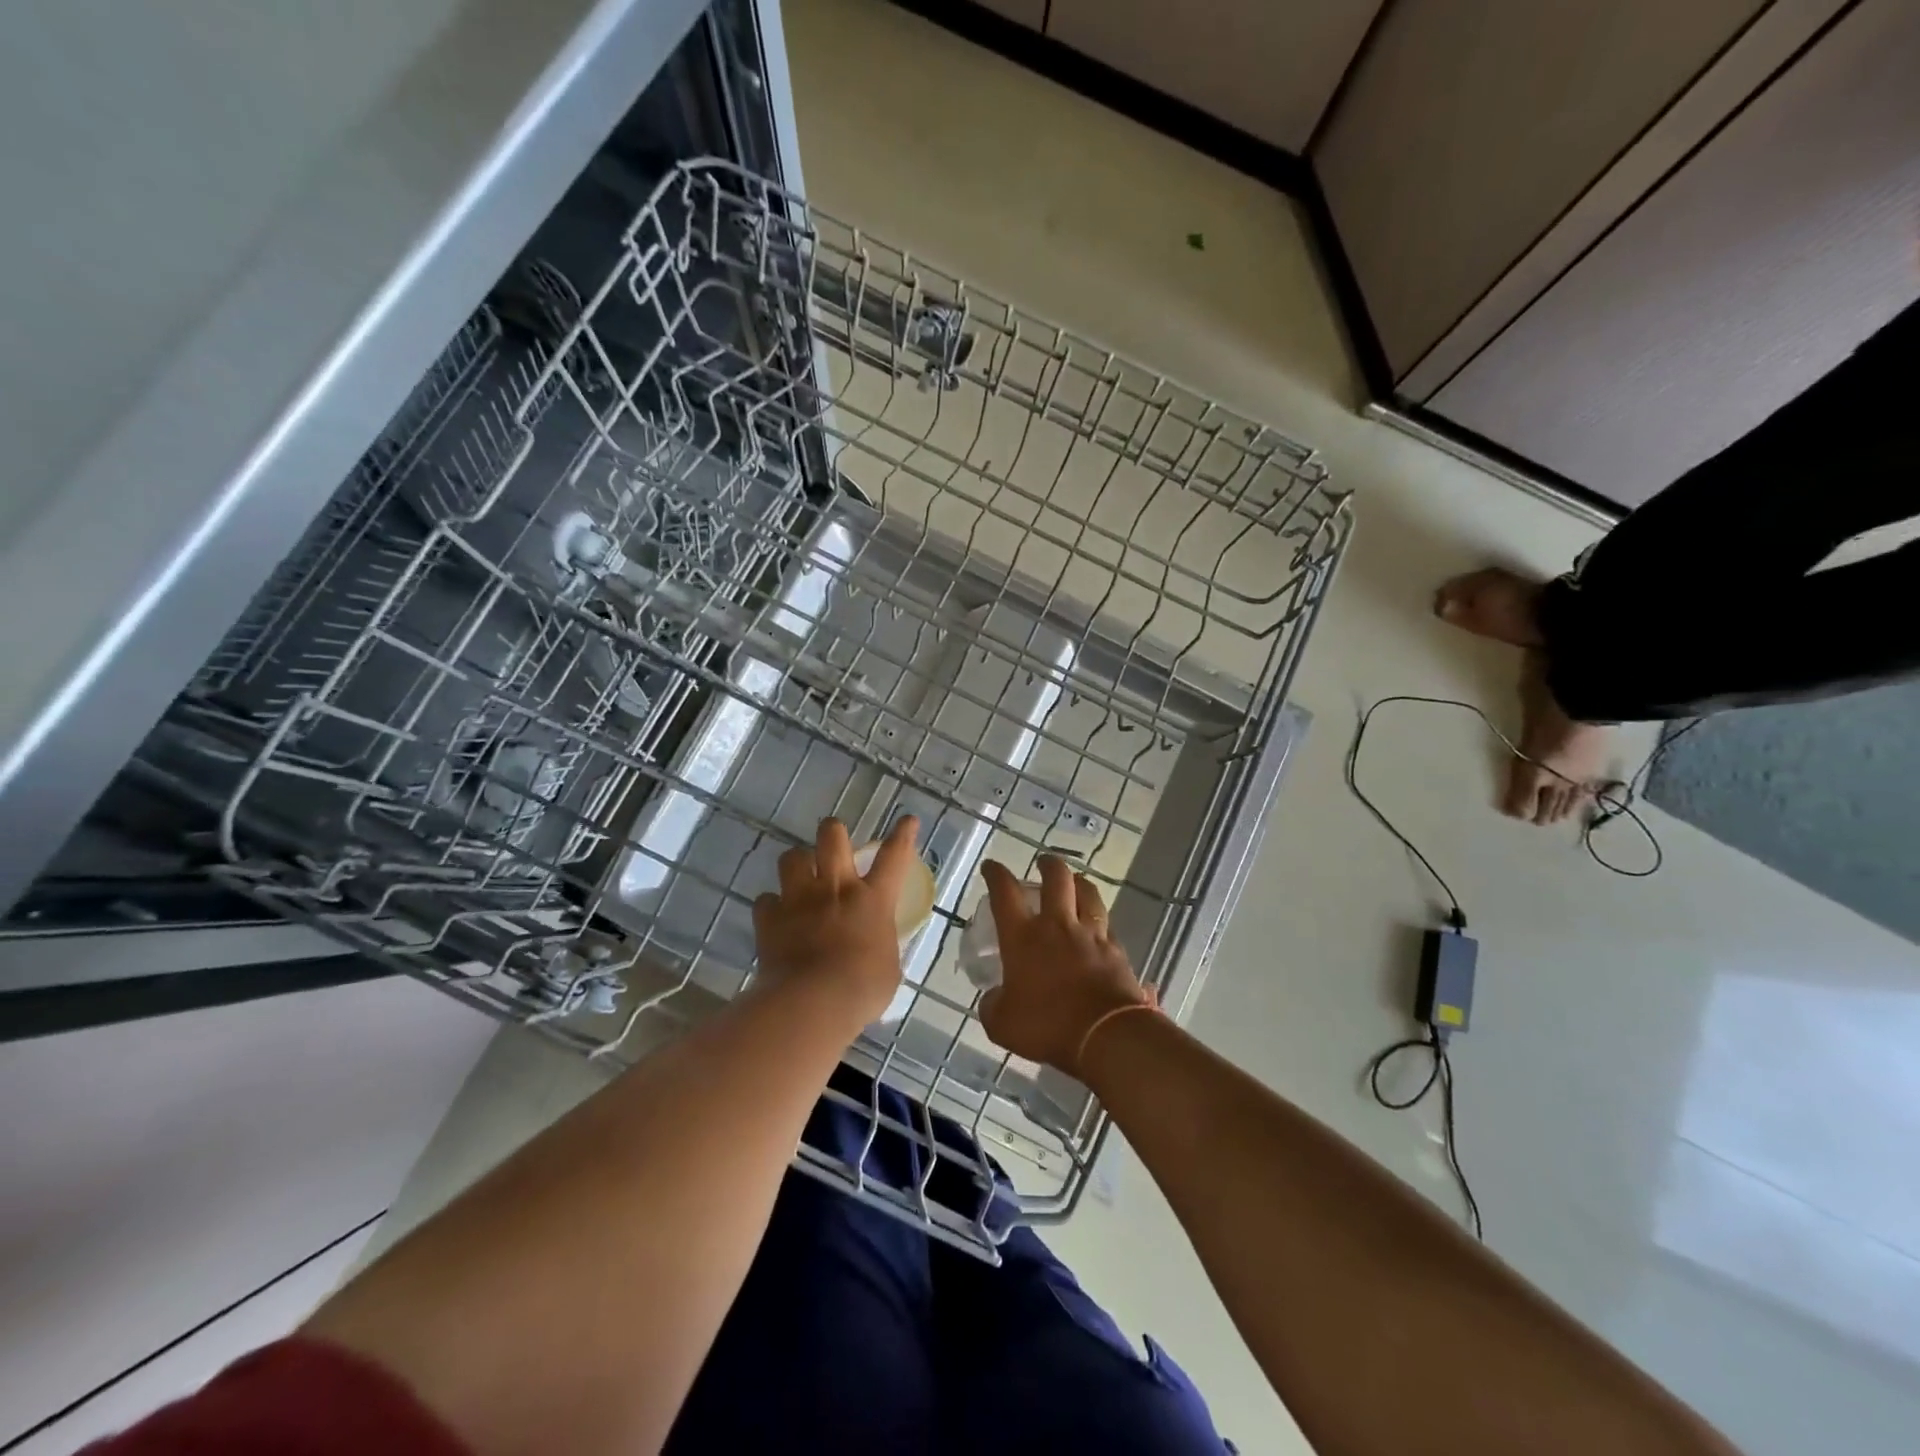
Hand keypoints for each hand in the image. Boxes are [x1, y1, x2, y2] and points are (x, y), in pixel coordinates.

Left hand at [752, 815, 919, 1024]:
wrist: (812, 1003)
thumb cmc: (862, 990)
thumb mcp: (888, 969)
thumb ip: (881, 947)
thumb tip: (875, 947)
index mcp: (872, 900)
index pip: (894, 857)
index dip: (902, 835)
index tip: (907, 820)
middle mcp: (835, 888)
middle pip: (832, 836)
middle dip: (833, 832)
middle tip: (833, 842)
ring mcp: (799, 899)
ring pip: (792, 857)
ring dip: (797, 863)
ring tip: (800, 877)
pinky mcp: (770, 918)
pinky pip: (766, 900)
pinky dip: (771, 907)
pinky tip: (776, 918)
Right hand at [978, 856, 1152, 1075]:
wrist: (1106, 1036)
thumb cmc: (1047, 1026)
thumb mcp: (1002, 1024)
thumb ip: (993, 1006)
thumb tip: (993, 998)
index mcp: (1023, 936)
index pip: (1005, 893)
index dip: (996, 874)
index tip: (991, 866)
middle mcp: (1057, 925)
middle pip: (1056, 878)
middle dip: (1048, 864)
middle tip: (1043, 863)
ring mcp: (1091, 934)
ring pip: (1088, 893)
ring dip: (1079, 883)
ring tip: (1075, 884)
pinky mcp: (1116, 950)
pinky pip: (1107, 926)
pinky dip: (1099, 922)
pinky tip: (1098, 929)